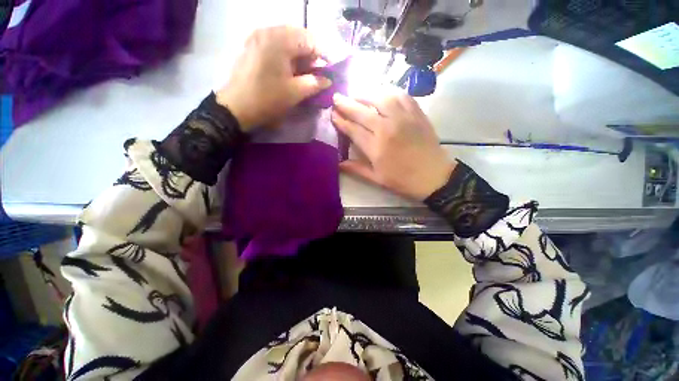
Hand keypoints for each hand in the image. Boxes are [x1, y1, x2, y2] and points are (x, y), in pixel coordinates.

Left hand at [216, 26, 331, 130]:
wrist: (237, 107)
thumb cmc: (268, 99)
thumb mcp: (295, 93)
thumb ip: (315, 83)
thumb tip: (328, 80)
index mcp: (280, 40)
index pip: (311, 40)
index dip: (324, 54)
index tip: (331, 69)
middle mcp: (269, 31)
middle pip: (299, 36)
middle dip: (312, 53)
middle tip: (318, 71)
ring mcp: (258, 36)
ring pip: (287, 39)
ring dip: (300, 54)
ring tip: (306, 72)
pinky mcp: (253, 45)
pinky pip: (276, 43)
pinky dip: (287, 54)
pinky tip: (290, 68)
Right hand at [332, 92, 455, 200]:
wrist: (434, 176)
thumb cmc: (403, 180)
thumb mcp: (377, 179)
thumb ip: (356, 169)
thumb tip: (338, 163)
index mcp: (376, 147)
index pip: (353, 129)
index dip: (341, 121)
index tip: (332, 113)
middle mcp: (387, 128)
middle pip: (362, 111)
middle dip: (346, 103)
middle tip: (337, 97)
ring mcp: (403, 118)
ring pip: (380, 98)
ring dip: (365, 93)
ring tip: (356, 93)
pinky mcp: (416, 114)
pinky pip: (401, 95)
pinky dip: (389, 91)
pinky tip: (382, 92)